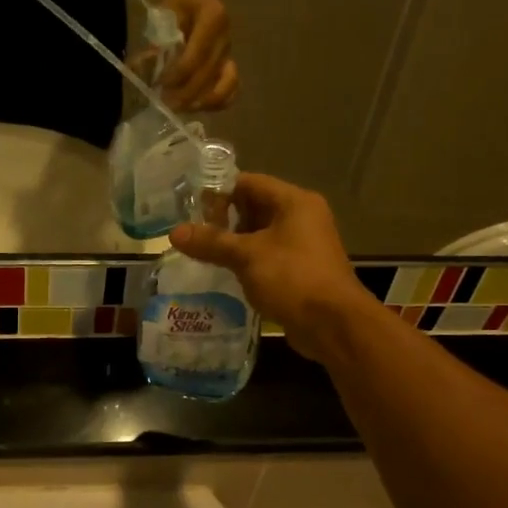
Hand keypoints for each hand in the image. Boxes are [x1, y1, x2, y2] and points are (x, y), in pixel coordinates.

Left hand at [160, 0, 236, 110]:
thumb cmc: (179, 2)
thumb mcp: (164, 14)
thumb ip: (155, 43)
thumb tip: (138, 69)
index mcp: (213, 18)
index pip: (196, 55)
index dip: (177, 75)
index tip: (159, 86)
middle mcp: (226, 37)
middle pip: (208, 74)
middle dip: (185, 94)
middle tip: (164, 105)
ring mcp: (230, 53)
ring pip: (224, 87)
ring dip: (201, 102)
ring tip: (180, 108)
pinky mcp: (229, 65)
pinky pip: (231, 90)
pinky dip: (216, 102)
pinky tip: (197, 106)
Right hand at [170, 173, 380, 362]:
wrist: (333, 324)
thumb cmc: (292, 278)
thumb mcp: (247, 256)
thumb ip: (211, 242)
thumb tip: (174, 232)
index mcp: (294, 202)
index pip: (249, 183)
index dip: (219, 191)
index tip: (190, 206)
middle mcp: (302, 218)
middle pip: (254, 208)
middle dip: (223, 219)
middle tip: (191, 232)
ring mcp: (303, 246)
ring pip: (259, 235)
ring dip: (233, 243)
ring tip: (199, 252)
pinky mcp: (300, 271)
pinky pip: (267, 258)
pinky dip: (246, 262)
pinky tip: (223, 273)